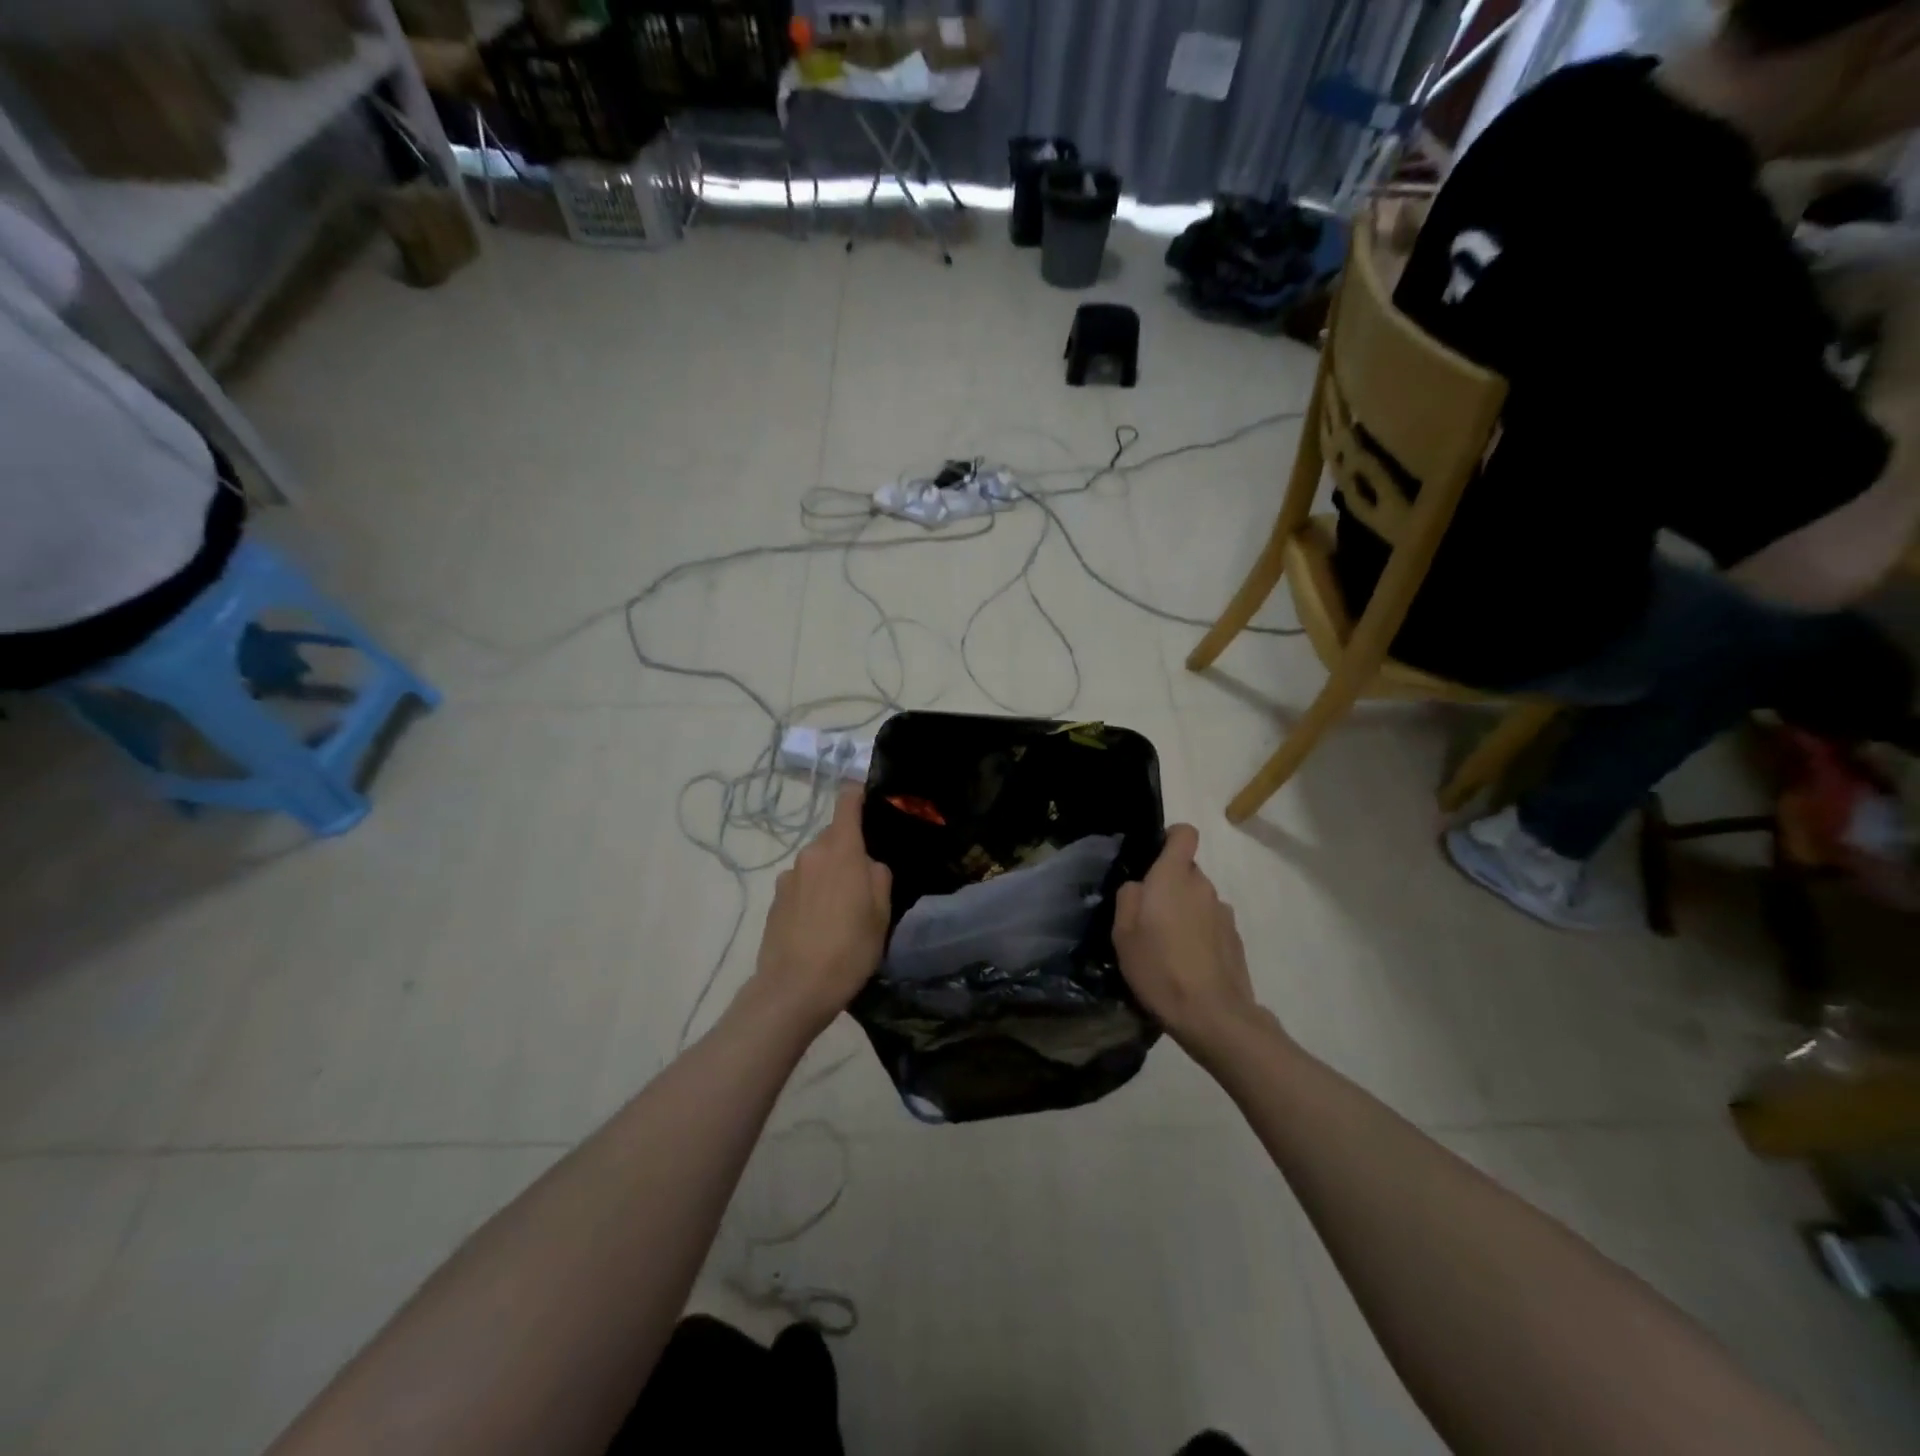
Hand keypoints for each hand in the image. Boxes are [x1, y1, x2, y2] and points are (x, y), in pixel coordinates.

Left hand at [750, 787, 891, 1037]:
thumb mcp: (881, 914)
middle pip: (833, 837)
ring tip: (842, 910)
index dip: (859, 796)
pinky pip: (802, 885)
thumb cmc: (848, 948)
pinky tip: (820, 925)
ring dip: (830, 875)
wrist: (794, 989)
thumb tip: (869, 865)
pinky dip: (813, 894)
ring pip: (817, 863)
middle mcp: (810, 854)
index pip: (846, 801)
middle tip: (865, 882)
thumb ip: (879, 877)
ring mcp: (788, 877)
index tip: (872, 804)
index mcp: (841, 850)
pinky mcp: (774, 901)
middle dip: (849, 851)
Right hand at [1114, 824, 1261, 1052]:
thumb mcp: (1123, 933)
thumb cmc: (1159, 967)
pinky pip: (1211, 924)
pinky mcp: (1235, 939)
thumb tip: (1139, 886)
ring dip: (1184, 912)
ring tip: (1168, 947)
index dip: (1170, 838)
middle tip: (1148, 918)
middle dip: (1169, 886)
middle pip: (1186, 871)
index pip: (1184, 834)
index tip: (1153, 858)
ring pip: (1198, 899)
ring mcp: (1224, 913)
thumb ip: (1128, 898)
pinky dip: (1199, 935)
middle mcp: (1203, 886)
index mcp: (1174, 877)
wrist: (1212, 1015)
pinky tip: (1187, 964)